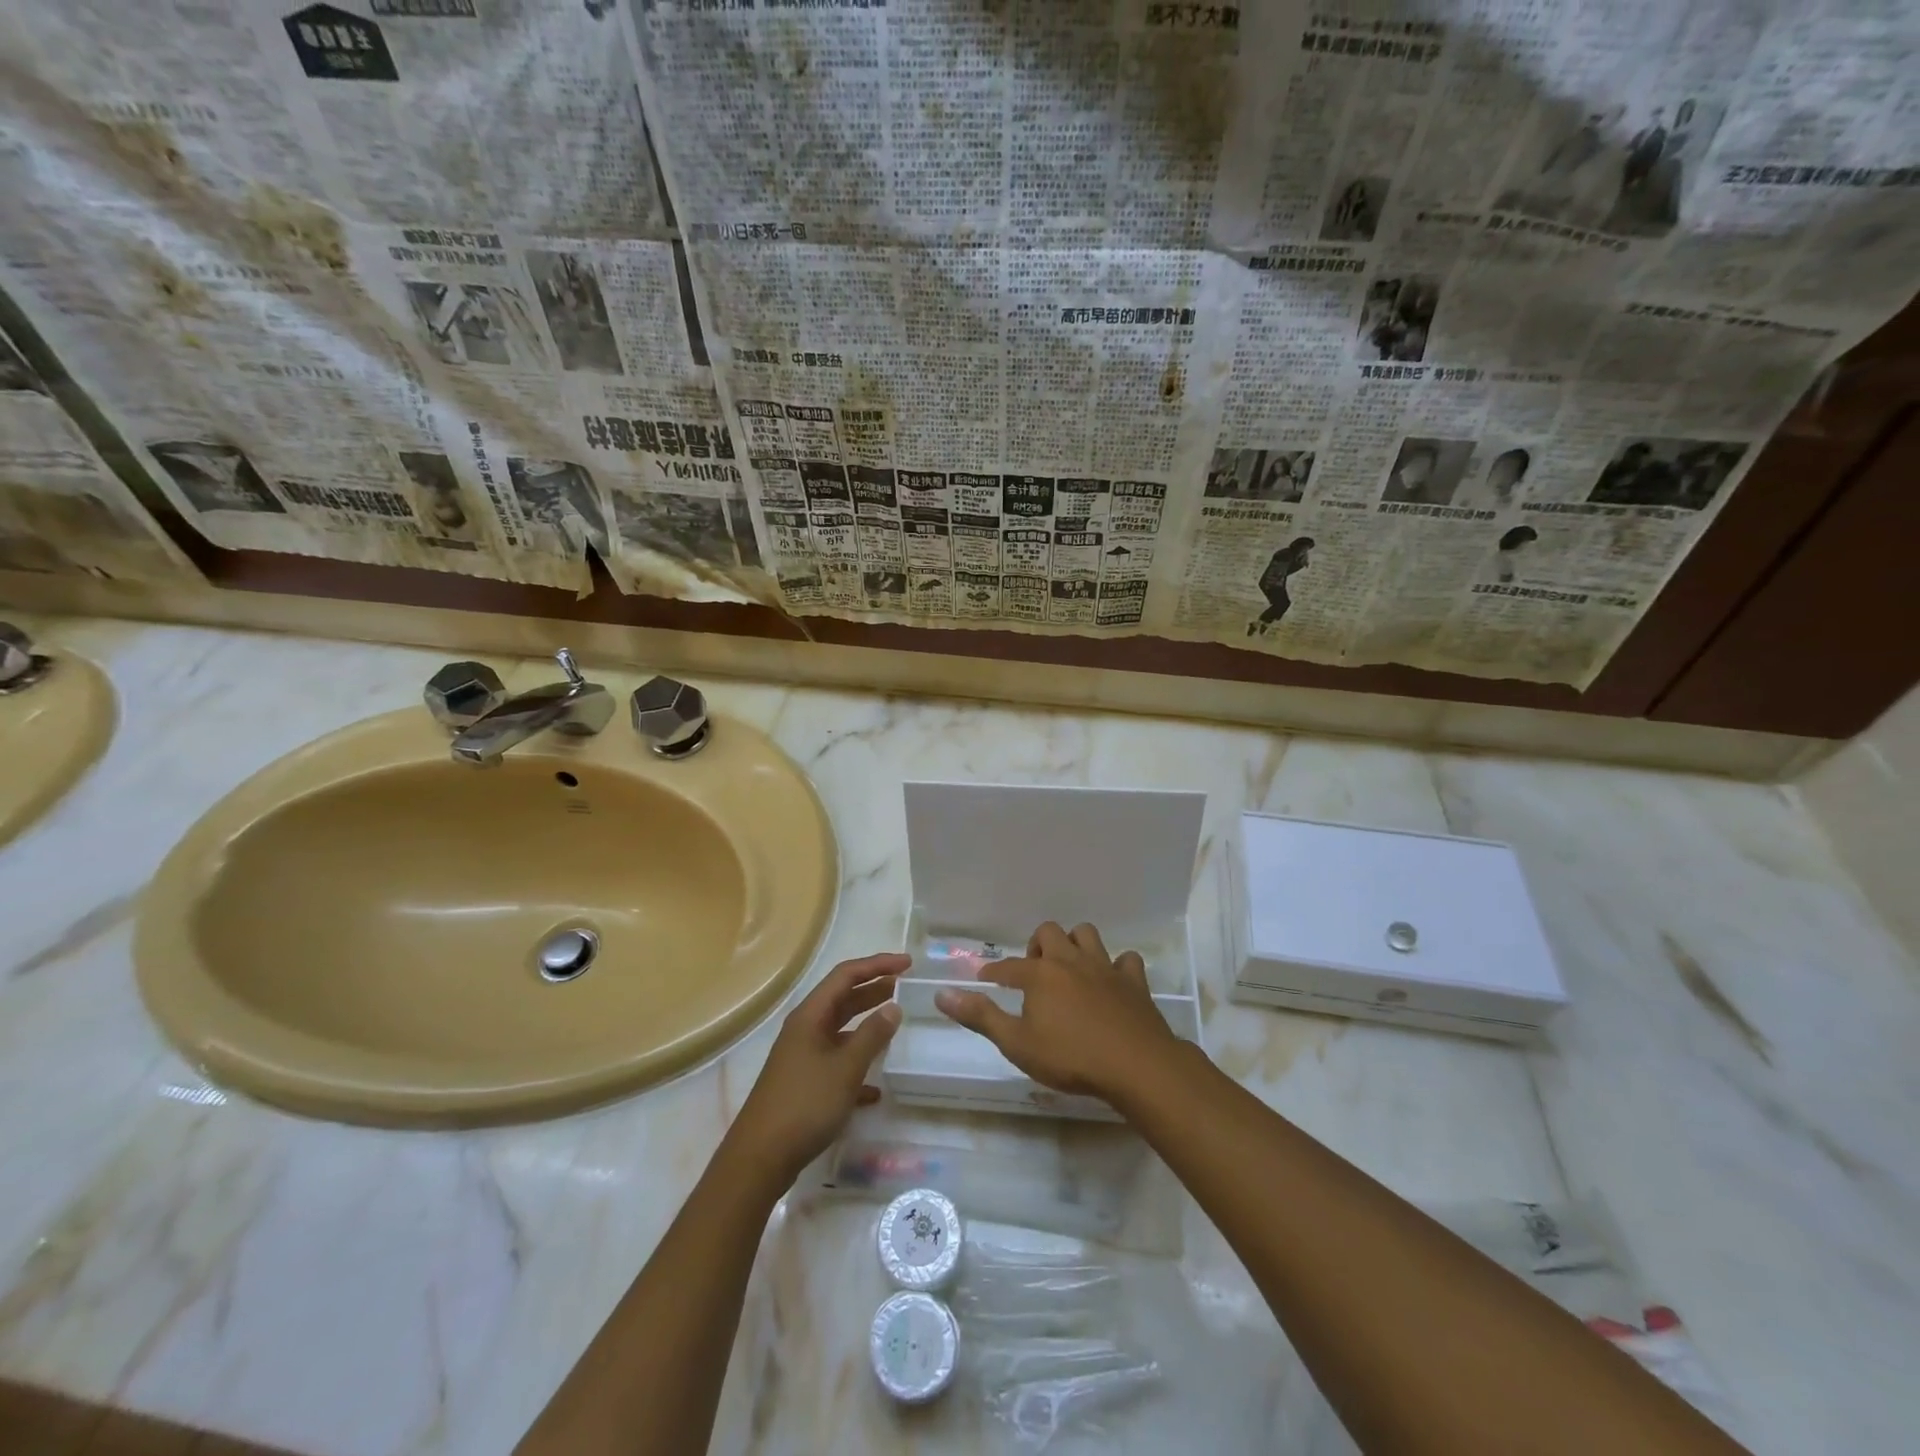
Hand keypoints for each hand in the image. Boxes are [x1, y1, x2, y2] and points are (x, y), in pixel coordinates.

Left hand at [726, 952, 906, 1185]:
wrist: (760, 1158)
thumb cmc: (804, 1104)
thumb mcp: (845, 1068)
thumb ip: (872, 1035)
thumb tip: (893, 1006)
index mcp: (810, 1016)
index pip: (846, 975)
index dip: (877, 965)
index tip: (908, 963)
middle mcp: (805, 1029)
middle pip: (843, 998)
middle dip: (873, 989)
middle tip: (906, 985)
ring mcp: (803, 1056)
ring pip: (841, 1030)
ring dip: (867, 1024)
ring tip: (896, 1022)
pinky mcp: (804, 1083)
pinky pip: (836, 1062)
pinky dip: (857, 1064)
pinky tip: (877, 1087)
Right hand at [935, 922, 1180, 1103]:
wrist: (1135, 1064)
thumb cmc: (1070, 1057)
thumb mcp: (1017, 1044)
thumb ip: (981, 1017)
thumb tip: (942, 994)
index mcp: (1040, 974)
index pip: (1008, 967)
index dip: (994, 971)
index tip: (985, 977)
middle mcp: (1070, 961)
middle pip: (1049, 933)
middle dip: (1037, 946)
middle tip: (1033, 973)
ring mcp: (1105, 967)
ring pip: (1086, 934)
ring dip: (1075, 944)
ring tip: (1068, 967)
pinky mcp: (1133, 981)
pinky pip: (1126, 960)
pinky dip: (1117, 966)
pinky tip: (1111, 981)